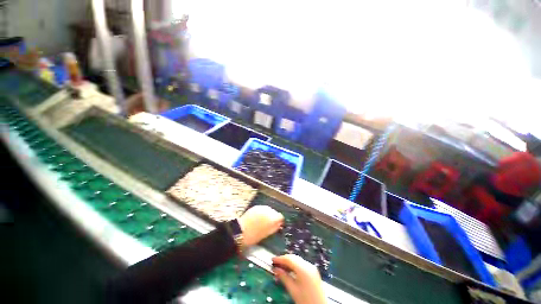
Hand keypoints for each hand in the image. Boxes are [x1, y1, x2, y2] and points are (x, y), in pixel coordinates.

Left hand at [238, 205, 283, 246]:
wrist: (241, 231)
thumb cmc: (255, 236)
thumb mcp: (267, 233)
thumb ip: (275, 227)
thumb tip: (279, 224)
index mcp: (273, 218)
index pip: (280, 217)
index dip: (279, 221)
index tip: (277, 225)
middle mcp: (269, 210)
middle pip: (275, 212)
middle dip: (273, 217)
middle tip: (270, 224)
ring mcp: (262, 207)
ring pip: (268, 209)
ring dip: (268, 214)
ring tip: (263, 220)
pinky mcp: (256, 206)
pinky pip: (262, 209)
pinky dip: (262, 212)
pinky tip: (258, 217)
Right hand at [272, 255, 325, 303]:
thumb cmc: (305, 300)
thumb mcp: (292, 289)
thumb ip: (284, 277)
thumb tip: (275, 269)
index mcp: (303, 268)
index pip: (289, 259)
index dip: (280, 259)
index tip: (272, 260)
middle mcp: (308, 265)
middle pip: (294, 258)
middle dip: (284, 259)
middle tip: (275, 264)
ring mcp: (311, 267)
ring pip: (297, 260)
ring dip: (289, 262)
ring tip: (280, 267)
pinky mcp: (313, 271)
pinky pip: (301, 264)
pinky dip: (294, 265)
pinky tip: (289, 270)